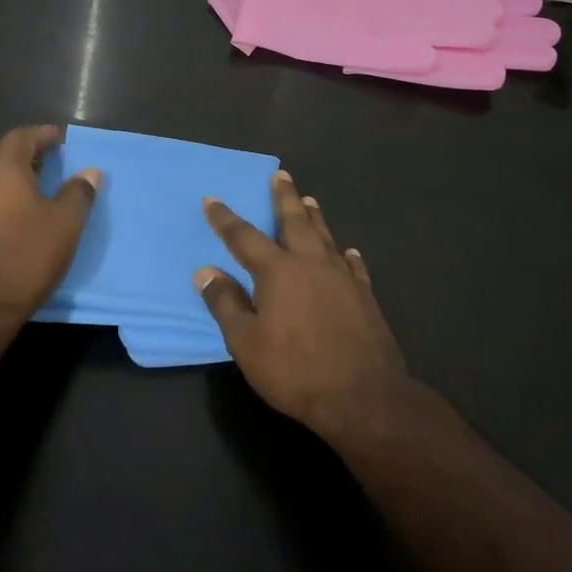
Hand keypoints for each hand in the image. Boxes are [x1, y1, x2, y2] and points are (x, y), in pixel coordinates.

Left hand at [0, 124, 101, 331]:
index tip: (60, 139)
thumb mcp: (65, 225)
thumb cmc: (26, 257)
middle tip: (35, 158)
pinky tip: (7, 211)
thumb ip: (78, 193)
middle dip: (10, 147)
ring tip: (23, 184)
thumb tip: (90, 172)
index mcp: (2, 170)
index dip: (41, 134)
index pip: (20, 137)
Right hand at [197, 171, 408, 438]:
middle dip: (284, 197)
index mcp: (278, 271)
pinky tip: (348, 252)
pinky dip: (346, 255)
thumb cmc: (296, 370)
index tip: (212, 200)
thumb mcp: (246, 343)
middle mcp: (311, 263)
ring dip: (315, 217)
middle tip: (281, 175)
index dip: (225, 219)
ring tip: (309, 200)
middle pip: (294, 221)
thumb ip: (226, 304)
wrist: (364, 396)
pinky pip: (353, 265)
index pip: (244, 237)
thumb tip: (205, 271)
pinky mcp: (365, 296)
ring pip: (325, 236)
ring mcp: (342, 277)